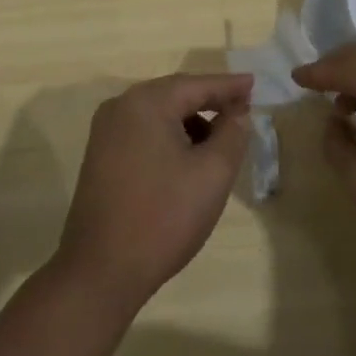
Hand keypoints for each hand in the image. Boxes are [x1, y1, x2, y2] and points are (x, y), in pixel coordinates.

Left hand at [55, 72, 253, 309]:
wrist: (100, 271)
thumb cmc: (163, 217)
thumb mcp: (212, 174)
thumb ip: (231, 135)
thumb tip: (237, 113)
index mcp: (146, 103)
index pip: (196, 84)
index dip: (229, 86)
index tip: (254, 84)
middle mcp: (121, 107)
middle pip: (175, 95)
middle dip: (210, 102)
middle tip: (243, 109)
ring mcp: (106, 132)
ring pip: (159, 115)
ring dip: (191, 123)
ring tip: (220, 141)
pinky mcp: (100, 156)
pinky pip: (144, 132)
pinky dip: (170, 137)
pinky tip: (188, 160)